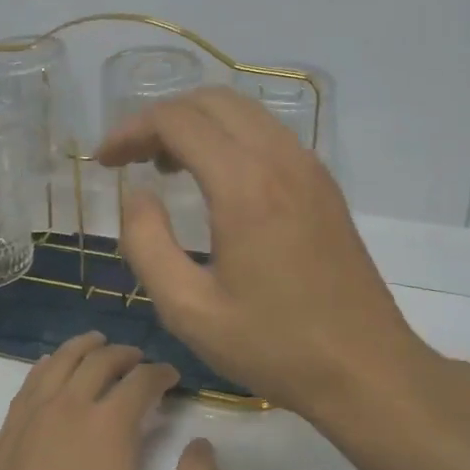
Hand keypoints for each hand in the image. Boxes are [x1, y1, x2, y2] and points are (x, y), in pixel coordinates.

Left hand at [0, 332, 224, 469]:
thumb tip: (204, 444)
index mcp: (109, 422)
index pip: (142, 379)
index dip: (162, 373)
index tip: (173, 378)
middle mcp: (70, 404)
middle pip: (101, 359)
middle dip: (127, 354)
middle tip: (140, 360)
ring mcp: (33, 413)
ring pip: (62, 359)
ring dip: (85, 347)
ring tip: (98, 344)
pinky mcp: (8, 429)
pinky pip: (33, 378)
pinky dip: (51, 363)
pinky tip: (55, 369)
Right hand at [95, 87, 435, 420]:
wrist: (365, 368)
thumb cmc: (273, 345)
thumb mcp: (188, 309)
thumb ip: (147, 244)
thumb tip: (138, 196)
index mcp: (244, 185)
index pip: (177, 121)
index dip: (130, 131)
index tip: (104, 160)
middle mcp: (280, 159)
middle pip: (210, 101)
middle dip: (160, 118)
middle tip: (130, 158)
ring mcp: (308, 167)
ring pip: (242, 111)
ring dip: (196, 124)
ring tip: (165, 166)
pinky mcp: (322, 183)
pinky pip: (267, 133)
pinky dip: (228, 137)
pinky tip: (214, 179)